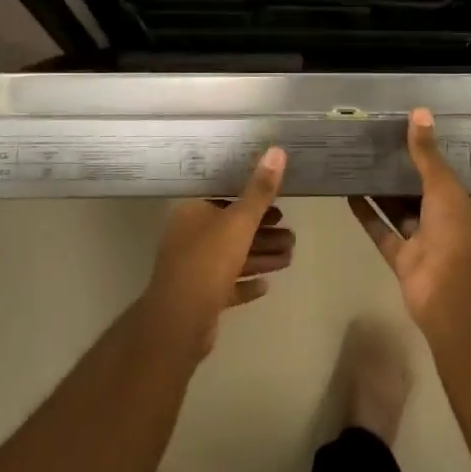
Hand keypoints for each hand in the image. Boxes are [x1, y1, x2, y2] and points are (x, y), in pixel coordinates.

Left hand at [146, 147, 291, 354]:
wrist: (179, 322)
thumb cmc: (208, 261)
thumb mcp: (239, 221)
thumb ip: (260, 190)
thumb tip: (277, 150)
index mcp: (192, 213)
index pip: (224, 198)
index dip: (252, 199)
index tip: (279, 204)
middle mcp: (189, 237)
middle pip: (232, 229)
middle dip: (263, 232)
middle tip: (291, 234)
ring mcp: (192, 269)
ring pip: (233, 257)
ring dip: (261, 256)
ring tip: (290, 256)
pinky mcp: (199, 298)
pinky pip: (228, 285)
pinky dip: (246, 283)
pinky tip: (267, 284)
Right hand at [349, 110, 470, 328]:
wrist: (451, 295)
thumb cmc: (456, 235)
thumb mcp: (444, 186)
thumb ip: (427, 154)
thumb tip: (419, 112)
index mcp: (466, 207)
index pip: (447, 177)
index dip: (429, 159)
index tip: (407, 138)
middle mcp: (447, 224)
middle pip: (421, 194)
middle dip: (401, 175)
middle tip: (376, 147)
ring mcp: (423, 244)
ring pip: (400, 213)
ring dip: (382, 193)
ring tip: (359, 164)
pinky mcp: (401, 260)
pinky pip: (382, 232)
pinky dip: (368, 215)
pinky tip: (349, 194)